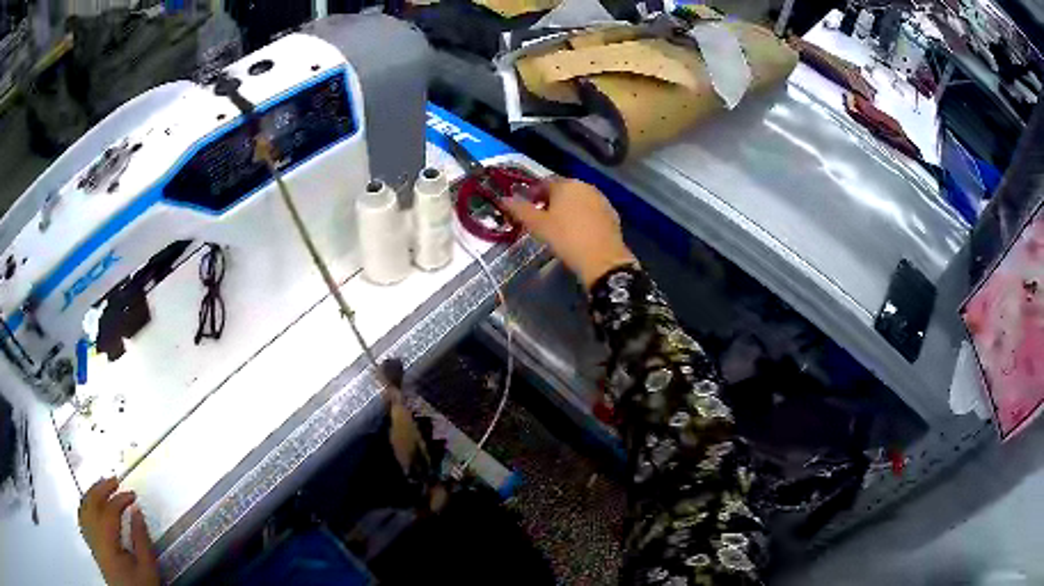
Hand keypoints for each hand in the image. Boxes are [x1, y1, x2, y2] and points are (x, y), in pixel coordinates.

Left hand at [79, 478, 159, 585]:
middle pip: (91, 504)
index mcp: (108, 543)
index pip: (109, 511)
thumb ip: (141, 540)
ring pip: (84, 508)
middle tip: (114, 480)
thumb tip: (137, 512)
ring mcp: (90, 540)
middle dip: (102, 488)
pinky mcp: (91, 544)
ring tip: (102, 486)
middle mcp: (94, 538)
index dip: (120, 499)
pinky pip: (82, 518)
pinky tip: (89, 503)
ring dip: (92, 493)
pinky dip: (85, 505)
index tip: (132, 495)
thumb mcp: (147, 568)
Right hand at [501, 179, 635, 288]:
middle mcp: (585, 186)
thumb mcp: (538, 225)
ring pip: (578, 199)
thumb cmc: (566, 238)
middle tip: (541, 218)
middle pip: (563, 189)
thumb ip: (520, 210)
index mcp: (566, 184)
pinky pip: (591, 210)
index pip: (544, 183)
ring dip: (568, 208)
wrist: (603, 259)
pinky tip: (578, 232)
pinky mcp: (611, 213)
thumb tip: (503, 199)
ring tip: (559, 226)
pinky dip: (583, 216)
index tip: (527, 207)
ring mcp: (601, 199)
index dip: (533, 194)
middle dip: (551, 200)